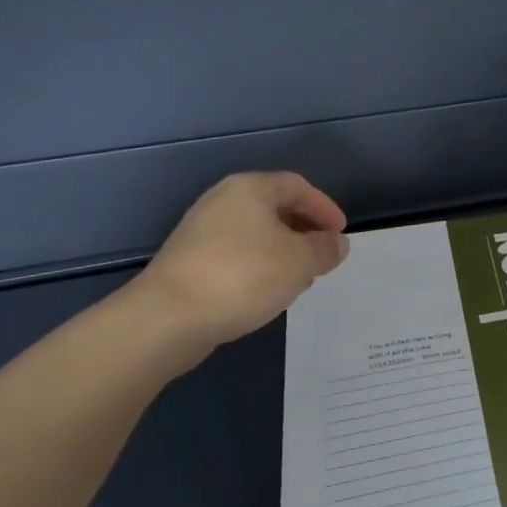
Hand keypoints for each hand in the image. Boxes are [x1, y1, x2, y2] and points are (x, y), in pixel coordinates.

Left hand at [132, 172, 351, 352]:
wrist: (165, 319)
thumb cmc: (242, 276)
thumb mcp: (300, 261)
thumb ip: (326, 249)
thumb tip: (337, 244)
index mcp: (250, 189)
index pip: (298, 187)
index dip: (325, 208)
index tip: (341, 235)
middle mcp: (223, 202)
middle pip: (275, 208)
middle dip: (305, 232)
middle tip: (323, 256)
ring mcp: (200, 233)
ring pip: (256, 235)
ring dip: (283, 253)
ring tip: (300, 279)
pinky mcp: (188, 263)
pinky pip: (236, 256)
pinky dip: (259, 268)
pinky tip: (267, 293)